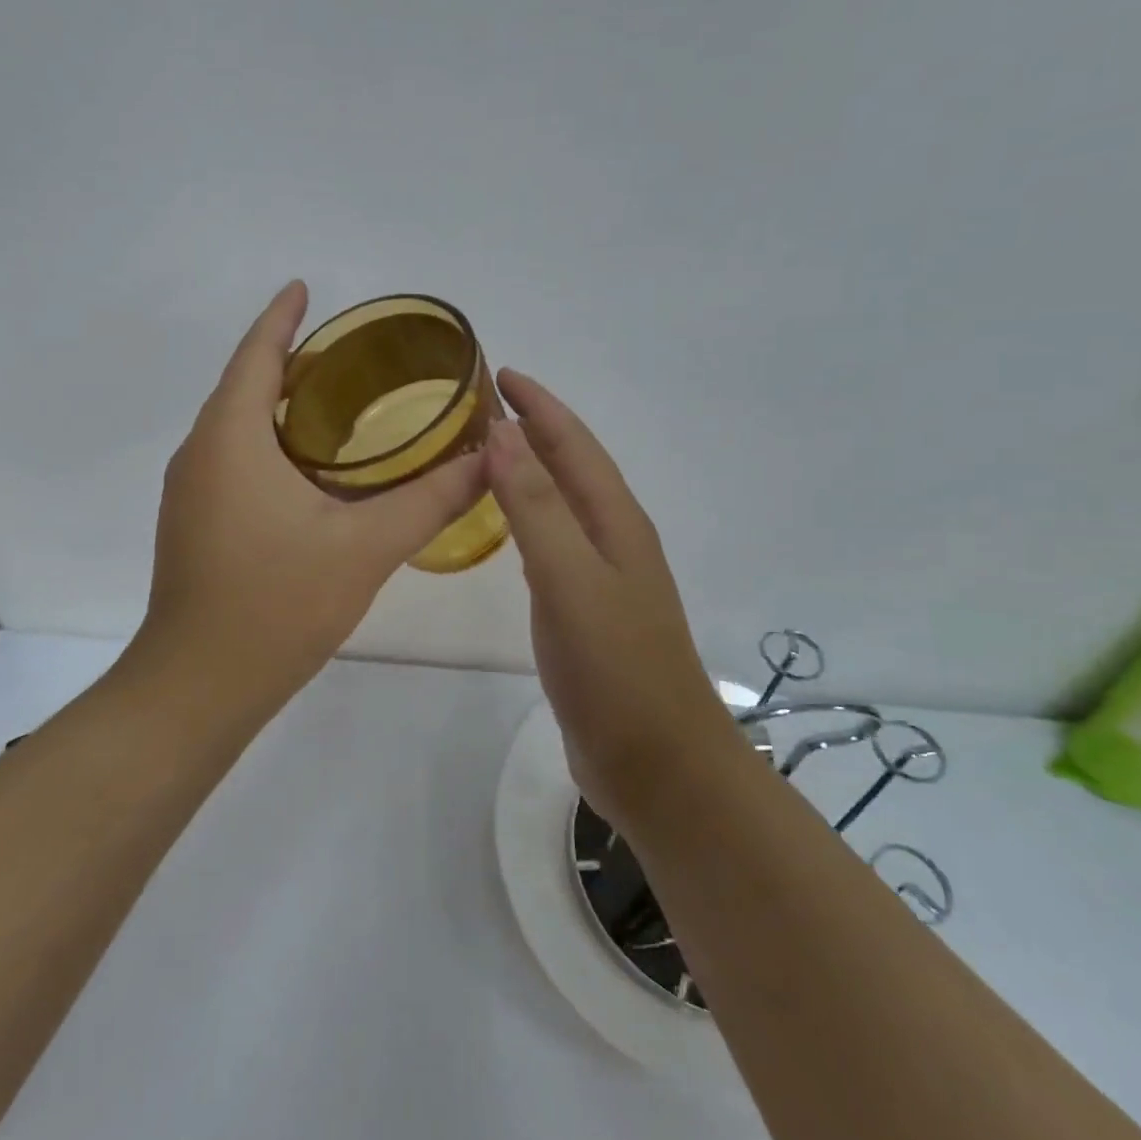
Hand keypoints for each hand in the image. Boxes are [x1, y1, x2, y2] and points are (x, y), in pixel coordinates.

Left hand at [134, 282, 486, 708]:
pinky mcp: (194, 525)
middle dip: (288, 360)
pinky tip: (311, 471)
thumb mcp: (365, 547)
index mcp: (230, 439)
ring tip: (337, 402)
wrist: (198, 686)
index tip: (303, 287)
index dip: (281, 317)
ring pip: (236, 428)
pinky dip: (269, 445)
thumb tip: (486, 459)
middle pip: (243, 386)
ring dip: (278, 406)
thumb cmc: (276, 604)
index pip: (255, 355)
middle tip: (349, 355)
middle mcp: (200, 454)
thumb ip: (430, 499)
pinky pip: (232, 461)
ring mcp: (190, 492)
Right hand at [485, 370, 731, 824]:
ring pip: (560, 504)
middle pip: (570, 467)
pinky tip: (508, 529)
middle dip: (532, 429)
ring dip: (529, 471)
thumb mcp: (571, 579)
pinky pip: (551, 545)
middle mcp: (612, 539)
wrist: (659, 766)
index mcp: (615, 522)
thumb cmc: (616, 669)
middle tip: (481, 407)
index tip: (498, 373)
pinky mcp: (585, 611)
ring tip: (487, 453)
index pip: (573, 444)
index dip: (538, 405)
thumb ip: (535, 507)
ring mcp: (601, 577)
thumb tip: (501, 433)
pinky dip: (527, 519)